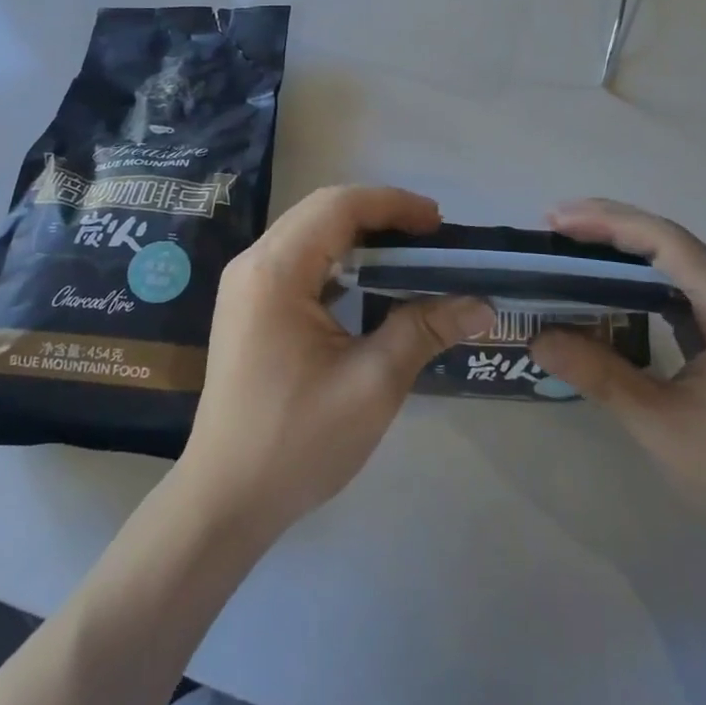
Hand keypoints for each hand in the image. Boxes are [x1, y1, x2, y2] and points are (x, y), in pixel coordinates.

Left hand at [176, 185, 492, 543]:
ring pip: (309, 232)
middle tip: (431, 239)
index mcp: (276, 271)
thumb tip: (481, 304)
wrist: (224, 500)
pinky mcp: (248, 305)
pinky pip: (298, 259)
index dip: (393, 204)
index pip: (339, 206)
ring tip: (408, 256)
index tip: (439, 224)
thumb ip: (425, 330)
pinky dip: (339, 259)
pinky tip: (369, 284)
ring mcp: (245, 283)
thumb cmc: (297, 442)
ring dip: (359, 235)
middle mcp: (253, 263)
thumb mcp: (372, 385)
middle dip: (380, 215)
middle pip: (322, 210)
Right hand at [530, 199, 705, 556]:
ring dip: (625, 249)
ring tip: (573, 245)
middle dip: (611, 227)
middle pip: (671, 241)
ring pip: (675, 263)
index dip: (608, 223)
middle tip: (555, 224)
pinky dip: (640, 280)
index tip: (557, 221)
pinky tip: (609, 287)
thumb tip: (537, 338)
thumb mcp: (659, 423)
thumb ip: (598, 373)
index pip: (666, 241)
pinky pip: (680, 289)